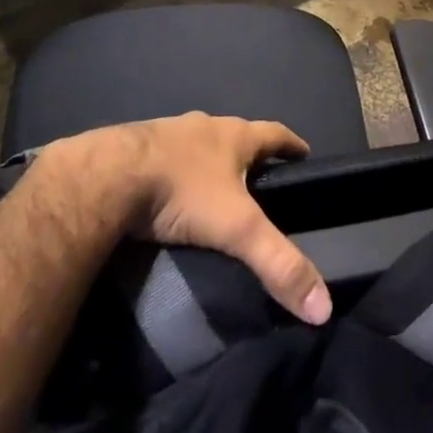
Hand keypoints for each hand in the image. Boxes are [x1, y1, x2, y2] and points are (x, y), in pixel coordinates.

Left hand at [92, 112, 332, 324]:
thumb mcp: (237, 229)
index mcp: (234, 136)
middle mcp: (205, 126)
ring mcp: (168, 133)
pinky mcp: (136, 148)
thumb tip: (323, 306)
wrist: (109, 176)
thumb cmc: (182, 192)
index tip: (304, 154)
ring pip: (199, 144)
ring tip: (213, 188)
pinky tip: (168, 192)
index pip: (275, 133)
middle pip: (236, 135)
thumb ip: (278, 263)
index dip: (292, 144)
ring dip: (210, 160)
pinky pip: (165, 156)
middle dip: (249, 154)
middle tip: (258, 180)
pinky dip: (175, 170)